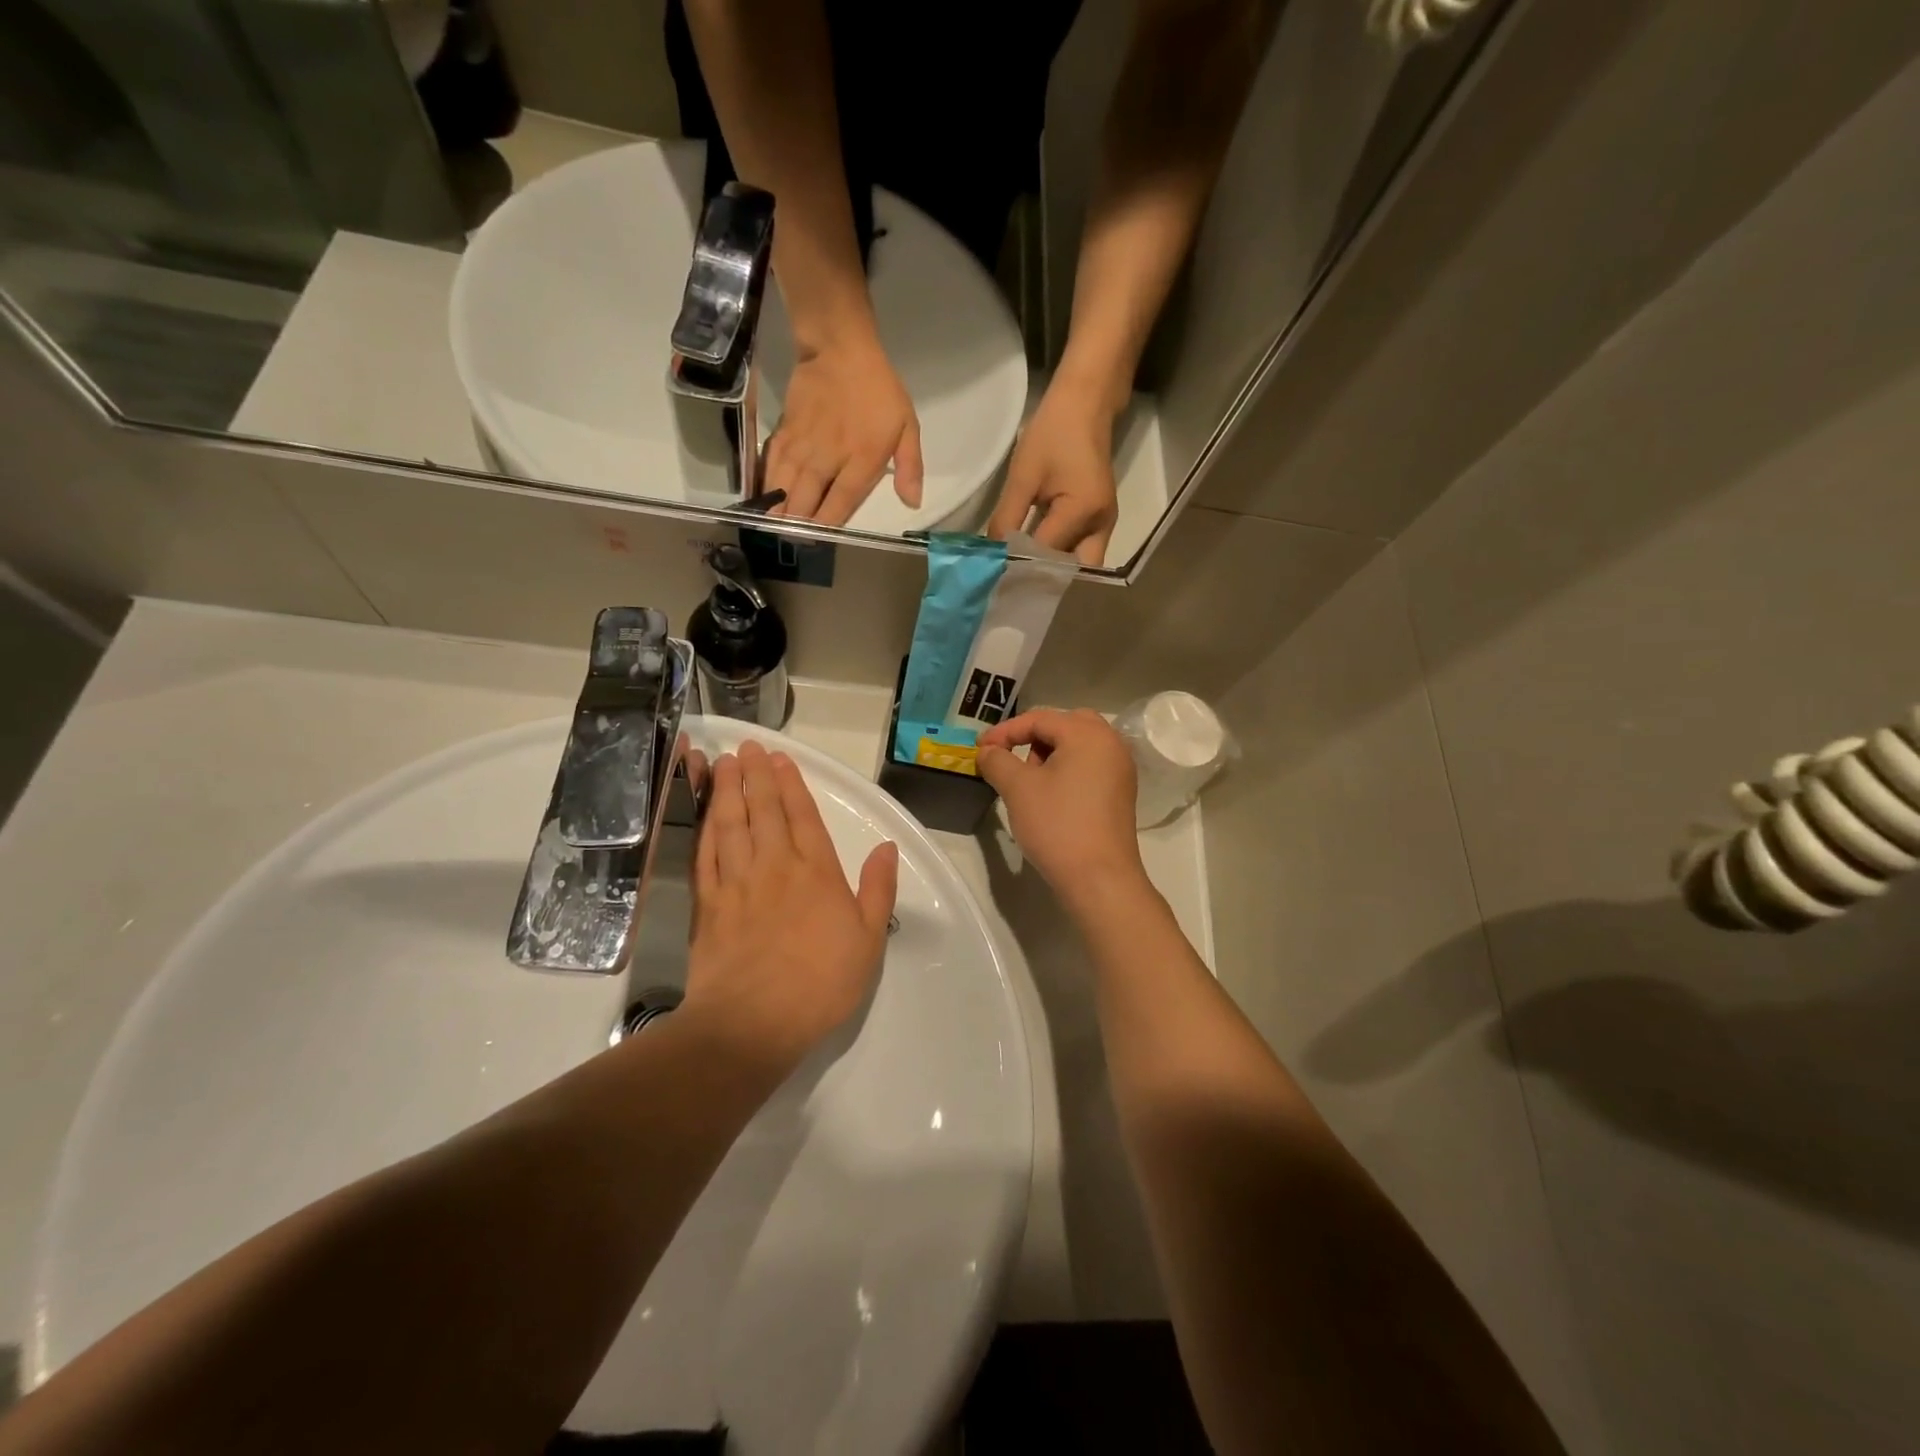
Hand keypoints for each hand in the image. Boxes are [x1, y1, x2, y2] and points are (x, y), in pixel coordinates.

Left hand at [682, 740, 898, 1072]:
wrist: (752, 1023)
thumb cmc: (820, 984)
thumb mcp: (868, 940)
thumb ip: (878, 890)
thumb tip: (887, 848)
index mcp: (816, 872)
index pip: (803, 816)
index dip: (791, 784)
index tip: (779, 759)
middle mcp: (775, 866)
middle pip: (764, 810)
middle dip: (756, 775)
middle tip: (747, 747)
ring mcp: (737, 882)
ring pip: (731, 823)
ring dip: (728, 790)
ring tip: (724, 763)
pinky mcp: (708, 903)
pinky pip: (705, 854)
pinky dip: (704, 827)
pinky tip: (704, 813)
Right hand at [766, 330, 923, 525]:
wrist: (839, 348)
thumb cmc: (878, 390)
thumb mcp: (907, 426)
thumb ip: (910, 467)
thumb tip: (913, 503)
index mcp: (861, 460)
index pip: (841, 504)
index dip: (828, 525)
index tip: (821, 540)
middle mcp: (828, 459)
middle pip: (806, 502)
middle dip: (798, 526)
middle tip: (795, 540)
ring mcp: (802, 447)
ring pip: (784, 488)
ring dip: (778, 511)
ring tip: (774, 529)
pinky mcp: (784, 433)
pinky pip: (771, 466)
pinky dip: (766, 485)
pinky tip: (763, 499)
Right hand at [977, 709, 1145, 908]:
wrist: (1099, 879)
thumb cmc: (1057, 826)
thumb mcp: (1018, 789)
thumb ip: (997, 760)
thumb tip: (988, 751)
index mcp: (1088, 734)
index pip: (1039, 719)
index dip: (1005, 731)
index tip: (980, 750)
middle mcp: (1111, 743)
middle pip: (1065, 725)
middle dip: (1032, 737)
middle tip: (1010, 758)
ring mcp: (1120, 769)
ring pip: (1079, 745)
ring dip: (1050, 753)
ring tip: (1028, 781)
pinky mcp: (1121, 793)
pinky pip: (1090, 766)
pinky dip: (1067, 769)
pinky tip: (1050, 796)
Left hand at [988, 378, 1120, 565]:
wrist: (1085, 404)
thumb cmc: (1053, 432)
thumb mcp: (1022, 476)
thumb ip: (1006, 518)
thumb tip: (992, 554)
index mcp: (1083, 511)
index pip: (1046, 554)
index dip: (1020, 566)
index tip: (994, 576)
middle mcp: (1101, 525)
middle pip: (1072, 572)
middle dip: (1043, 580)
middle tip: (1010, 584)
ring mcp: (1104, 524)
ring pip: (1077, 564)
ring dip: (1050, 571)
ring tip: (1018, 576)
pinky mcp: (1099, 521)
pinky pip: (1079, 550)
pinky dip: (1057, 558)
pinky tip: (1031, 558)